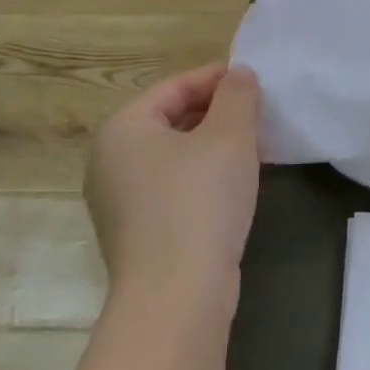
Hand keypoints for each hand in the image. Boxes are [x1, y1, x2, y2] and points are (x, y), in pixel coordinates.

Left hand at [84, 64, 262, 311]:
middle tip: (259, 113)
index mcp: (123, 129)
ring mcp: (119, 202)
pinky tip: (234, 187)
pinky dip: (203, 177)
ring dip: (212, 146)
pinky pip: (173, 188)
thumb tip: (239, 74)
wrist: (176, 296)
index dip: (217, 78)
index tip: (255, 80)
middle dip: (216, 112)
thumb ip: (238, 96)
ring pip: (173, 156)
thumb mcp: (230, 137)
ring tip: (254, 146)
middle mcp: (110, 161)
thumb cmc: (200, 201)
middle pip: (170, 120)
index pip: (173, 87)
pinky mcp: (137, 234)